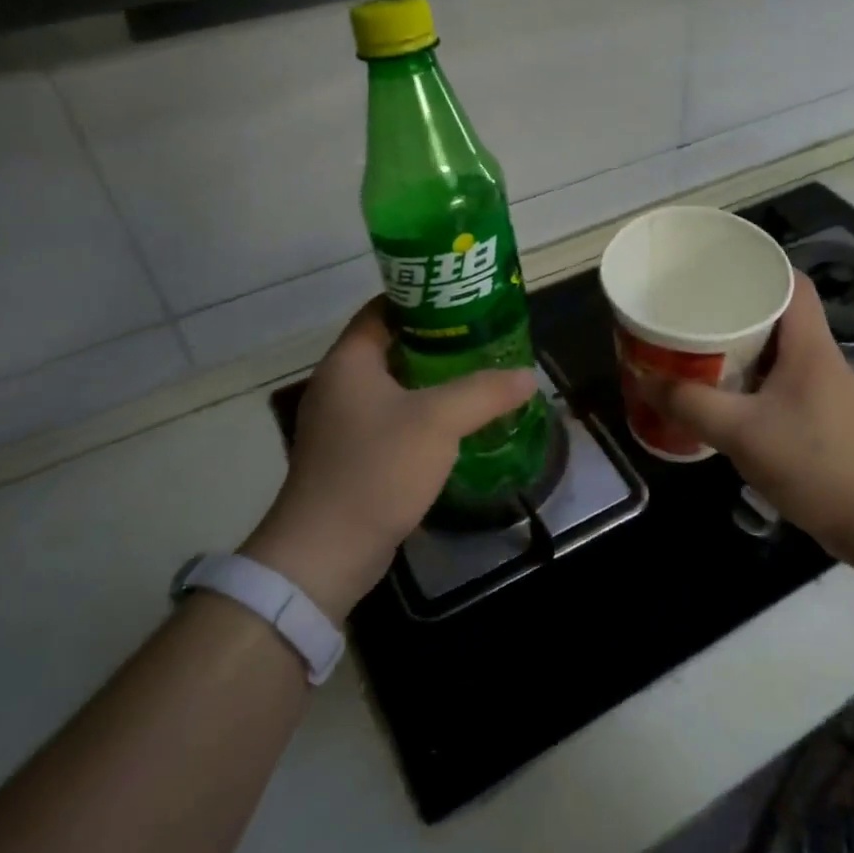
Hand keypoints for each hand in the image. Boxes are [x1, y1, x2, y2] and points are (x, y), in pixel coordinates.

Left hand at [243, 299, 537, 621]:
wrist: (326, 552)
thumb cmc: (377, 469)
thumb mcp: (438, 421)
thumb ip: (485, 392)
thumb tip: (527, 375)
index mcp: (348, 361)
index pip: (384, 309)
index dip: (424, 299)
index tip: (466, 300)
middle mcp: (339, 385)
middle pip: (391, 346)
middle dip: (437, 340)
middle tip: (484, 337)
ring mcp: (341, 423)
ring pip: (394, 386)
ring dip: (432, 380)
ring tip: (478, 375)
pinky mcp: (350, 456)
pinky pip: (391, 419)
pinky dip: (421, 413)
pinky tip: (455, 423)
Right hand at [640, 275, 853, 561]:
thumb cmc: (814, 463)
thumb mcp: (742, 432)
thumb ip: (690, 404)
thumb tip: (642, 379)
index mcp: (808, 344)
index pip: (791, 281)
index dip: (756, 266)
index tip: (714, 269)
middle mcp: (816, 357)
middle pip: (776, 313)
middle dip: (733, 308)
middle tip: (689, 309)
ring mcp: (818, 389)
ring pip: (773, 350)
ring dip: (736, 346)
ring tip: (692, 346)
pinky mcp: (814, 417)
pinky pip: (773, 381)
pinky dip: (745, 379)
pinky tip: (715, 394)